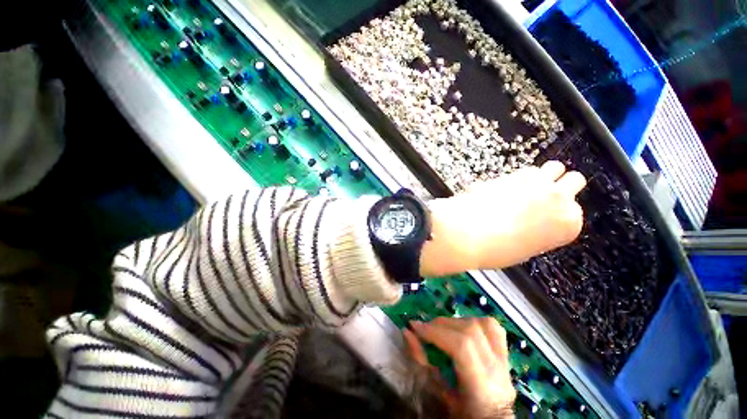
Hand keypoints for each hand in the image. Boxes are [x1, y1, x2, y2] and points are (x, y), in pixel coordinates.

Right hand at [404, 318, 515, 418]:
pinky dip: (474, 321)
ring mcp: (504, 359)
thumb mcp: (440, 395)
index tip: (414, 327)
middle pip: (470, 331)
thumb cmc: (463, 414)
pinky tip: (462, 327)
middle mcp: (497, 369)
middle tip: (425, 328)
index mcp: (481, 386)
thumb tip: (407, 333)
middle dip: (441, 324)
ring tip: (442, 328)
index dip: (435, 332)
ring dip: (456, 321)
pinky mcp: (505, 352)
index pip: (461, 347)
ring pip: (482, 324)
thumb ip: (423, 363)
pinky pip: (493, 326)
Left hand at [421, 161, 585, 275]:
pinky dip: (519, 177)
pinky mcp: (512, 174)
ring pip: (553, 168)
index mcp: (567, 224)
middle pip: (574, 179)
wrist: (468, 234)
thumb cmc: (494, 248)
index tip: (550, 211)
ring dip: (542, 176)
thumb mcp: (527, 247)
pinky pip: (524, 170)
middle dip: (560, 185)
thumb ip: (539, 231)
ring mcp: (536, 183)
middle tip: (544, 194)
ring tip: (526, 188)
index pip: (574, 209)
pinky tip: (506, 188)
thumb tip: (532, 224)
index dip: (560, 210)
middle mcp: (558, 198)